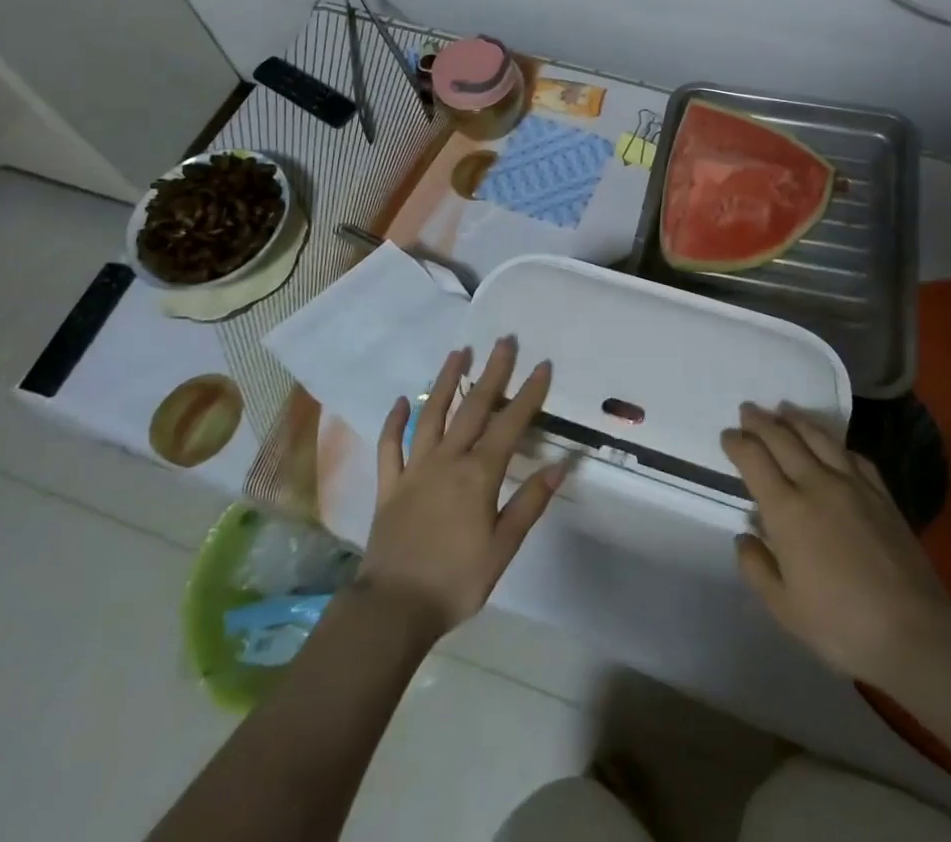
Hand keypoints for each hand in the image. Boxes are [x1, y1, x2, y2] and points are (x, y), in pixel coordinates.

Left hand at [356, 336, 563, 639]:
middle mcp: (447, 460)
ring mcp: (414, 469)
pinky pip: (390, 447)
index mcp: (478, 474)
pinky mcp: (389, 485)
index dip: (529, 394)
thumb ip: (530, 503)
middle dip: (492, 372)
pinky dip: (394, 422)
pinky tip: (401, 401)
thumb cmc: (456, 580)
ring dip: (445, 381)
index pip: (510, 424)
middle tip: (504, 340)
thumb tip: (560, 464)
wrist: (393, 609)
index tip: (542, 365)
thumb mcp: (503, 548)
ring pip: (431, 414)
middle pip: (473, 407)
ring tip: (458, 352)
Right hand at [722, 403, 950, 684]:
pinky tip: (831, 443)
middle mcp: (816, 484)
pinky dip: (835, 443)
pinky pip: (853, 456)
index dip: (737, 444)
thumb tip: (746, 534)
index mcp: (786, 510)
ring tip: (783, 408)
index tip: (727, 435)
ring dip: (796, 419)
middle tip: (747, 410)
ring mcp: (852, 484)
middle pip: (783, 439)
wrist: (914, 632)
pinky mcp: (881, 494)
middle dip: (760, 421)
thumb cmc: (840, 624)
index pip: (754, 460)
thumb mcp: (784, 608)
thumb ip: (757, 567)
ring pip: (818, 438)